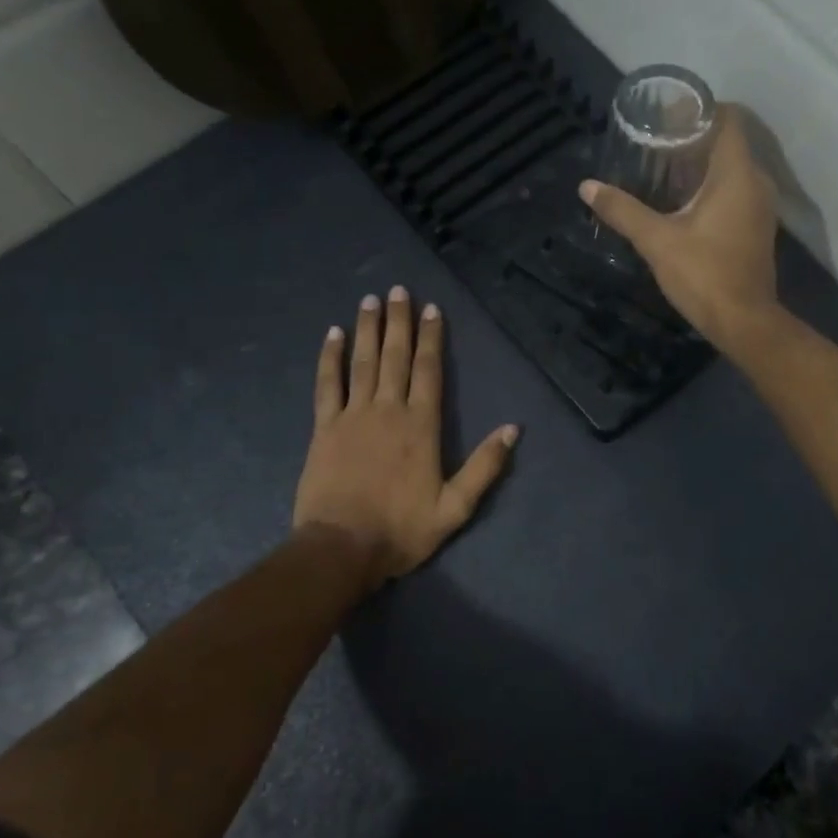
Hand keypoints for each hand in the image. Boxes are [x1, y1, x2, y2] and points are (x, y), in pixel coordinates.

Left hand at [293, 288, 518, 586]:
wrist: (342, 547)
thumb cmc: (402, 529)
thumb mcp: (455, 507)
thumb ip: (485, 466)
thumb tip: (513, 429)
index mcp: (421, 425)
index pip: (429, 370)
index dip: (431, 338)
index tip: (431, 309)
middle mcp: (388, 410)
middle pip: (395, 357)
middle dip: (399, 322)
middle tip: (398, 290)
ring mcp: (352, 416)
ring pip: (362, 362)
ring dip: (367, 329)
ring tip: (370, 300)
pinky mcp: (324, 428)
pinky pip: (327, 384)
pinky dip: (329, 358)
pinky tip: (332, 335)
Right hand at [579, 106, 780, 350]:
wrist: (743, 322)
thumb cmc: (704, 274)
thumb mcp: (657, 241)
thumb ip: (623, 210)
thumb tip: (587, 187)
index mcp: (736, 175)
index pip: (727, 120)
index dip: (699, 110)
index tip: (668, 113)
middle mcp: (756, 183)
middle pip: (728, 144)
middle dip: (693, 138)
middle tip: (655, 139)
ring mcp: (760, 208)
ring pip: (732, 170)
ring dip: (702, 165)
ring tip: (663, 167)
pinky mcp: (756, 229)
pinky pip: (735, 192)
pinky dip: (711, 188)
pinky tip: (682, 202)